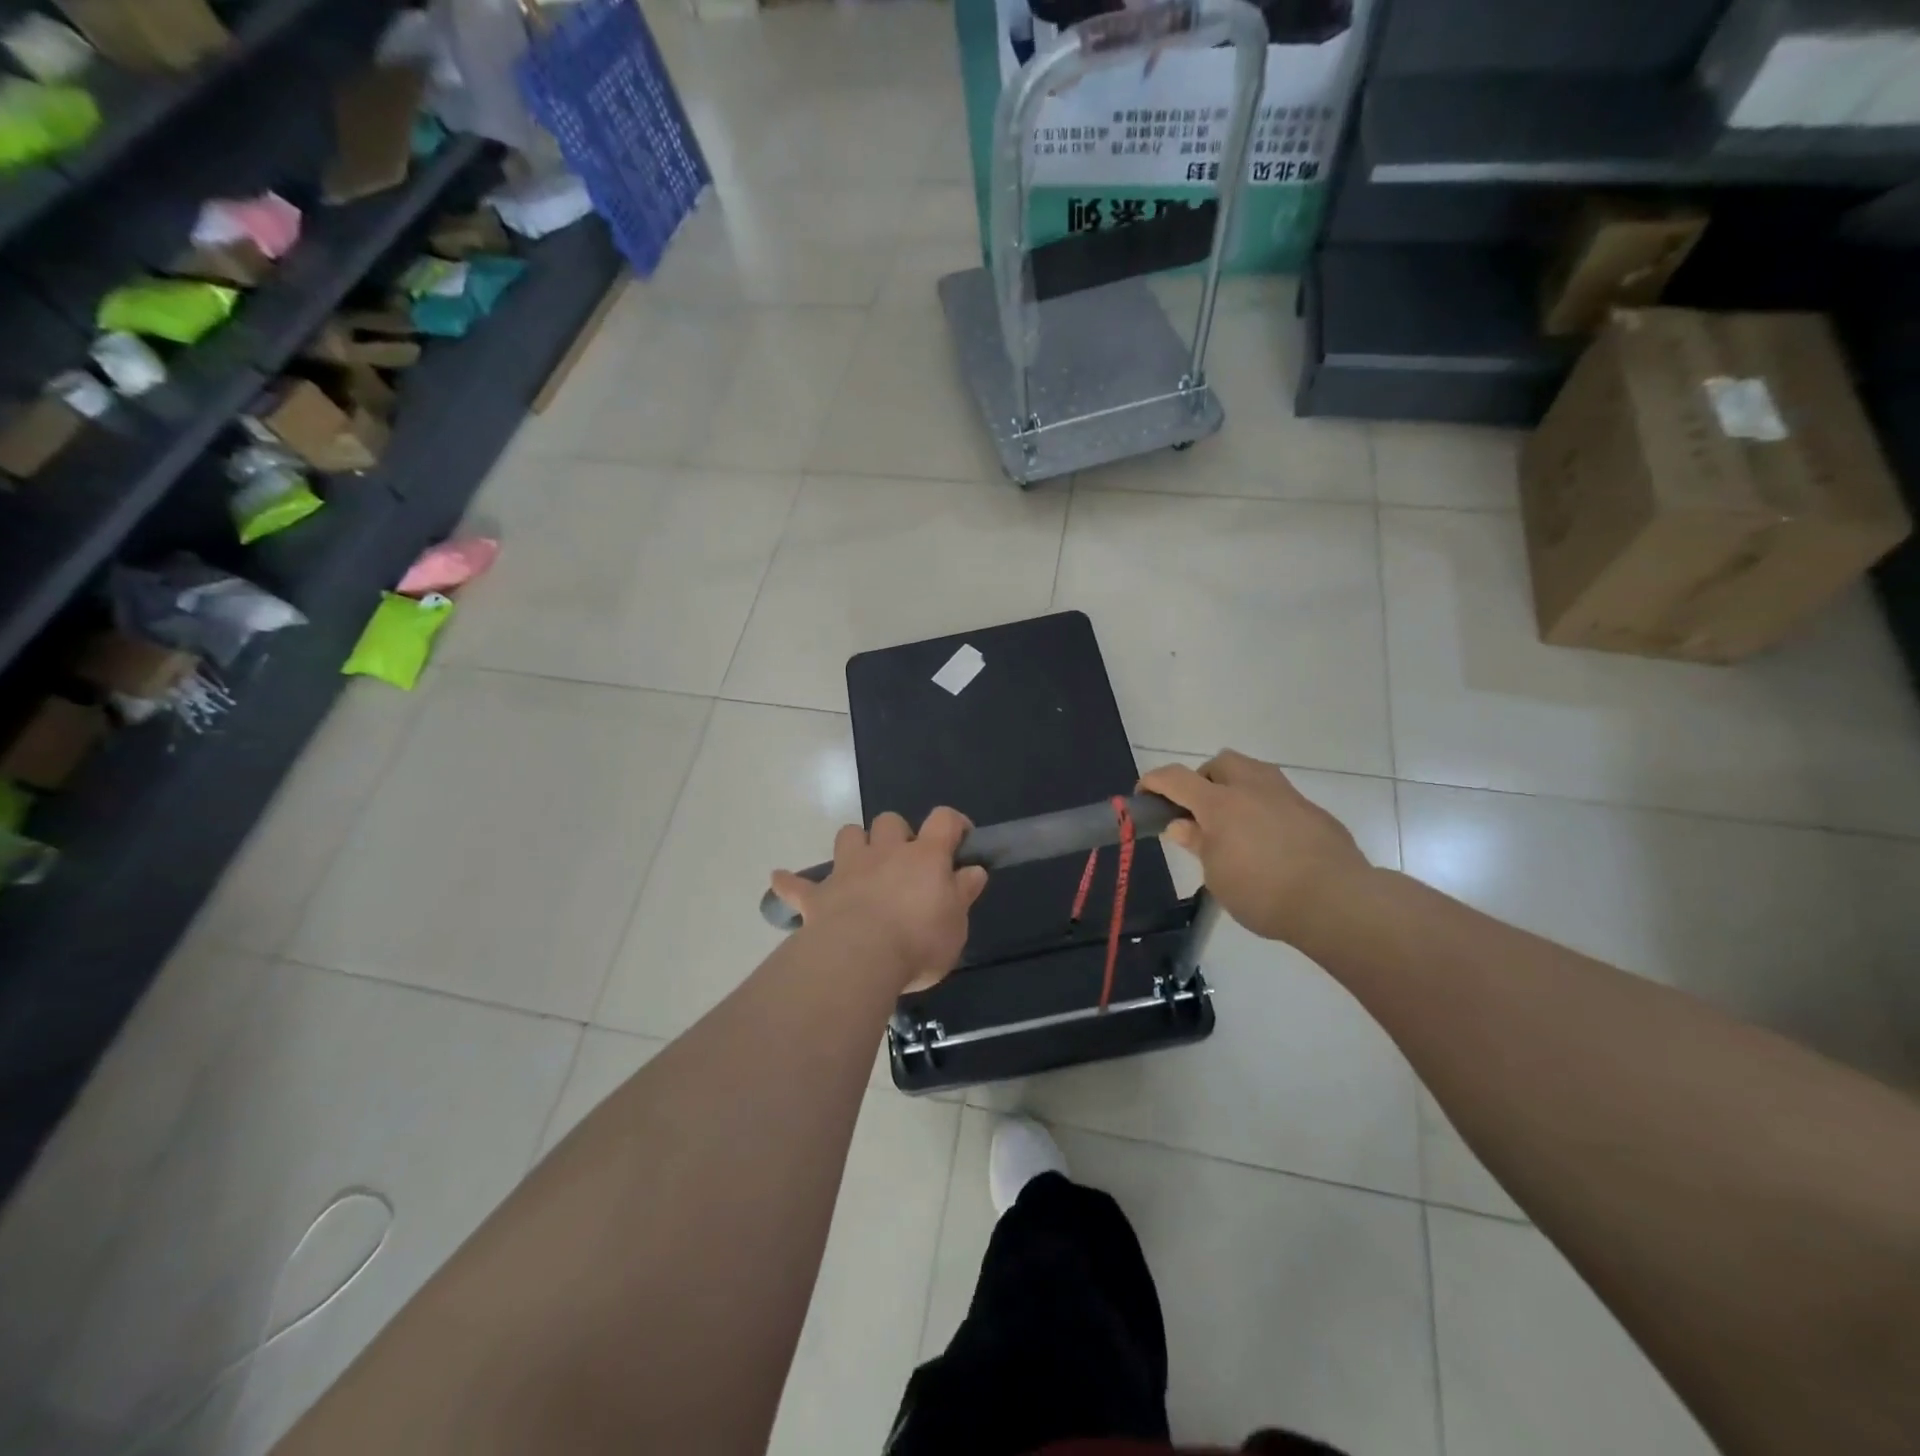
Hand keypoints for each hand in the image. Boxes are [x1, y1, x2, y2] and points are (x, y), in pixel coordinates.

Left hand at [770, 808, 988, 992]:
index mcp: (924, 857)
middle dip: (896, 833)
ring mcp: (848, 870)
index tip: (960, 838)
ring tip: (861, 865)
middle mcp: (885, 853)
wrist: (860, 958)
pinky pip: (796, 884)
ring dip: (855, 844)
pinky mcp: (818, 896)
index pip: (943, 820)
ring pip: (848, 835)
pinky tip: (780, 879)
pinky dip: (790, 882)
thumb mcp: (956, 924)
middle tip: (904, 862)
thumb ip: (963, 893)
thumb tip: (973, 870)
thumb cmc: (918, 941)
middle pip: (889, 821)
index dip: (953, 823)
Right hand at [1140, 750, 1372, 944]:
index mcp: (1220, 803)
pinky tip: (1270, 842)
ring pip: (1254, 772)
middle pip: (1220, 762)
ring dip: (1237, 788)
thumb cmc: (1263, 892)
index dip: (1154, 781)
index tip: (1144, 794)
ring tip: (1235, 824)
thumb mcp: (1217, 875)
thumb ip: (1198, 843)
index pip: (1176, 778)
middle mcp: (1253, 787)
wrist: (1337, 901)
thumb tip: (1180, 824)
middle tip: (1200, 812)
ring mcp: (1287, 796)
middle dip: (1204, 778)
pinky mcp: (1313, 812)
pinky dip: (1264, 809)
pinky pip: (1279, 797)